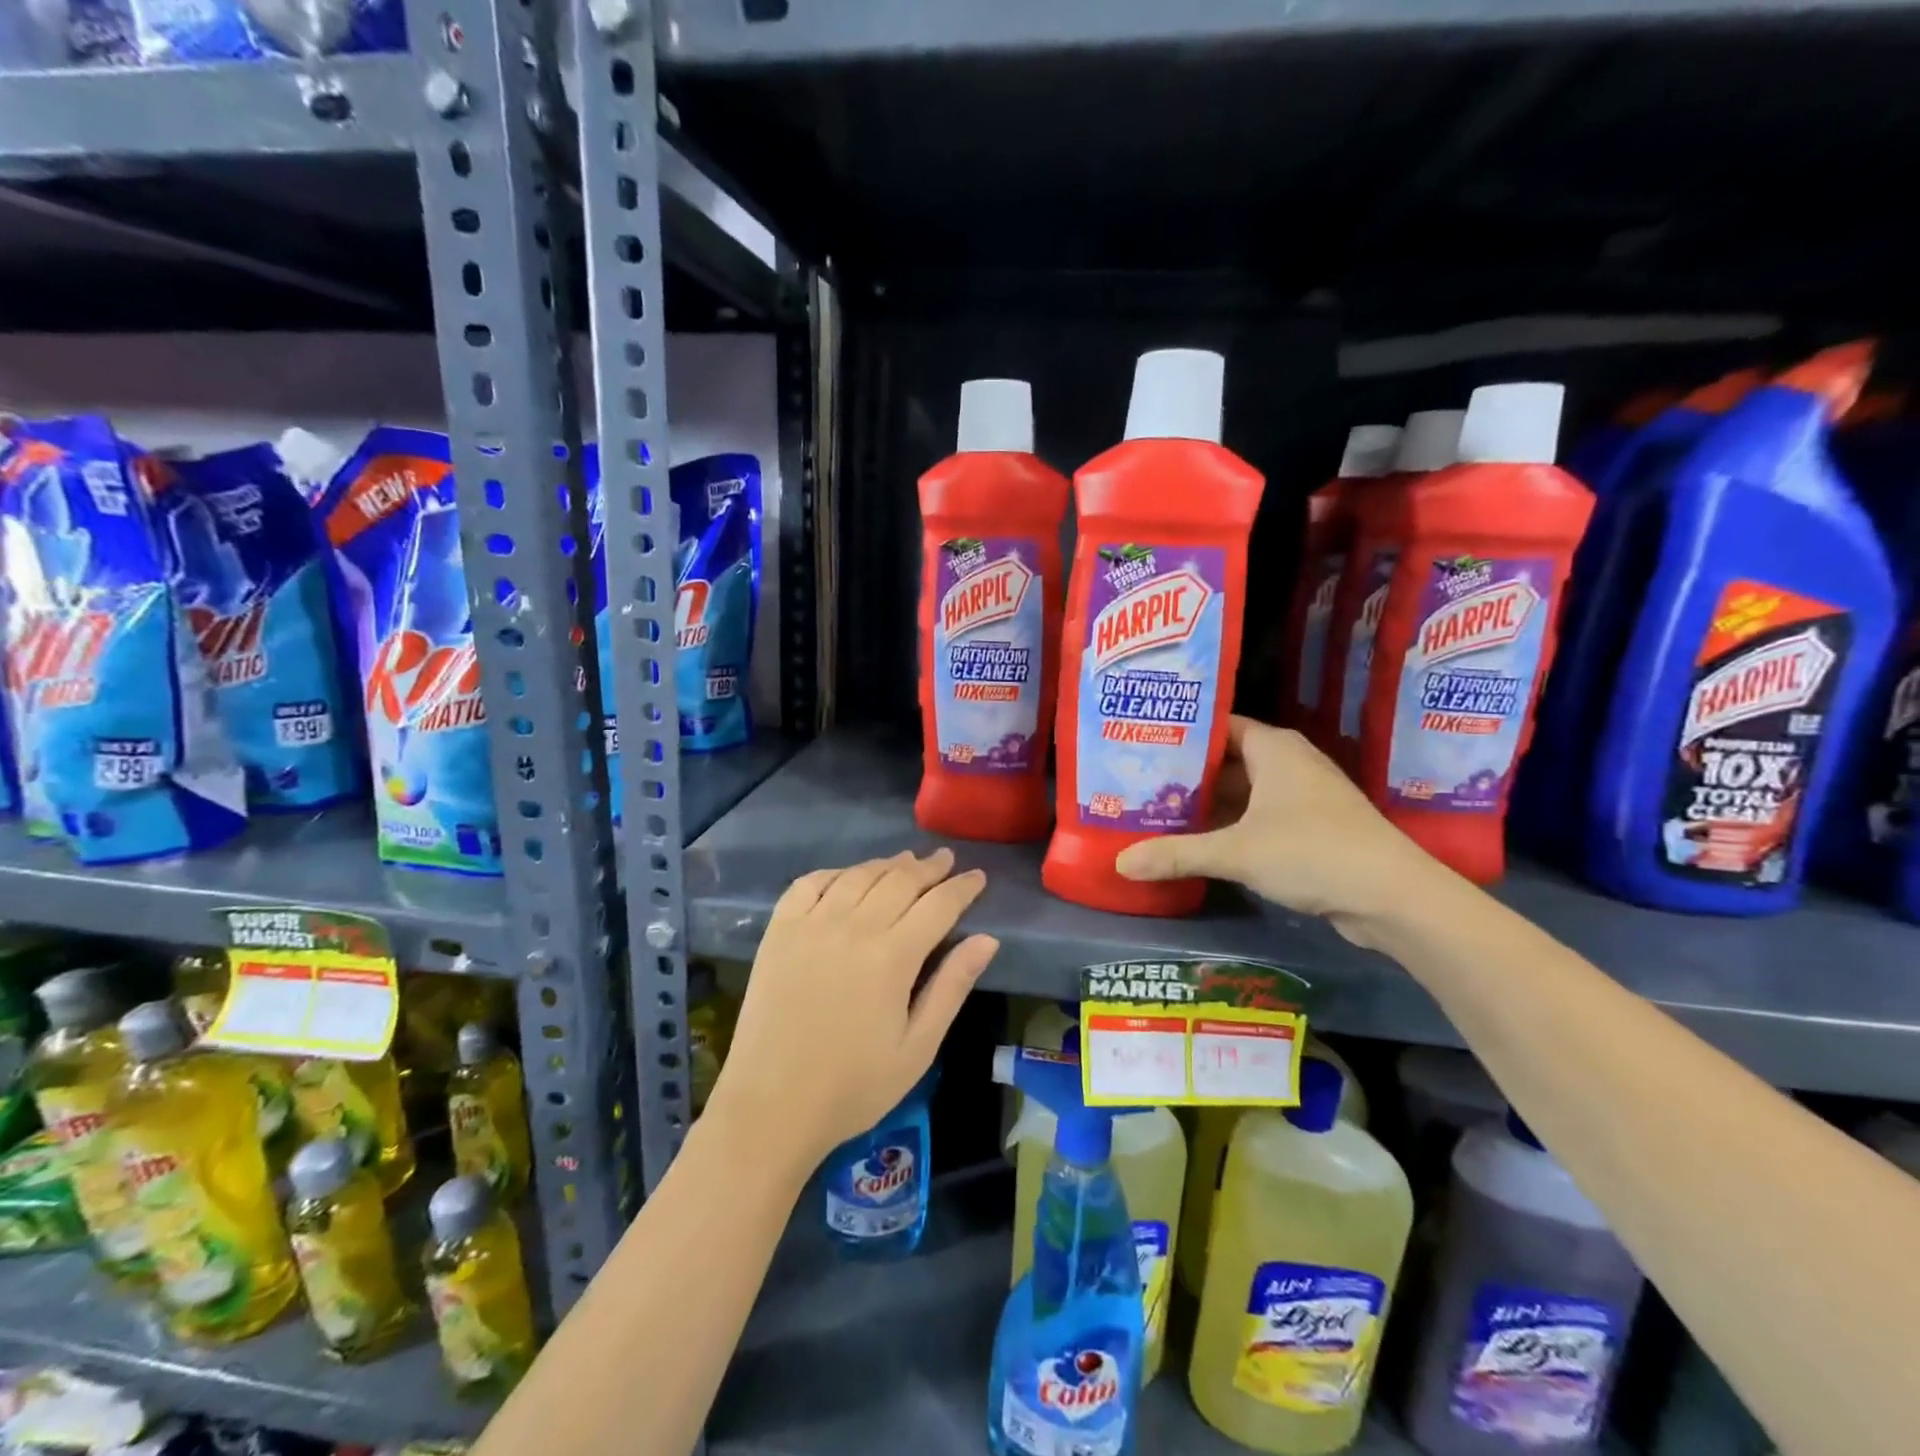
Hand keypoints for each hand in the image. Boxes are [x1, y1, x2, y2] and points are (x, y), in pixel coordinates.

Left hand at [706, 849, 998, 1170]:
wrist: (771, 1107)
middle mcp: (854, 927)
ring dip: (887, 865)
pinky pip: (809, 884)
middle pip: (900, 881)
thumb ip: (951, 987)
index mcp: (893, 957)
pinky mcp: (779, 931)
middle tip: (946, 860)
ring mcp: (812, 924)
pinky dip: (834, 873)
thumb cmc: (853, 1087)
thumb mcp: (917, 1048)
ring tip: (906, 862)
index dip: (962, 887)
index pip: (938, 905)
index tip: (977, 876)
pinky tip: (847, 877)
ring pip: (858, 876)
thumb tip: (987, 940)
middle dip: (928, 867)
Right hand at [1114, 716, 1445, 943]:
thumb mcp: (1236, 852)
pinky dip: (1229, 826)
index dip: (1181, 734)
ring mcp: (1302, 796)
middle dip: (1187, 774)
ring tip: (1158, 811)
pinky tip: (1198, 842)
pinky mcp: (1310, 828)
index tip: (1141, 743)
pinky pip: (1257, 816)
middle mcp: (1288, 763)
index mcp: (1273, 747)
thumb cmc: (1311, 851)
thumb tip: (1120, 863)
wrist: (1392, 897)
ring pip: (1242, 792)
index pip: (1218, 726)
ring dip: (1207, 804)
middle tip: (1138, 782)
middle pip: (1226, 760)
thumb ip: (1176, 853)